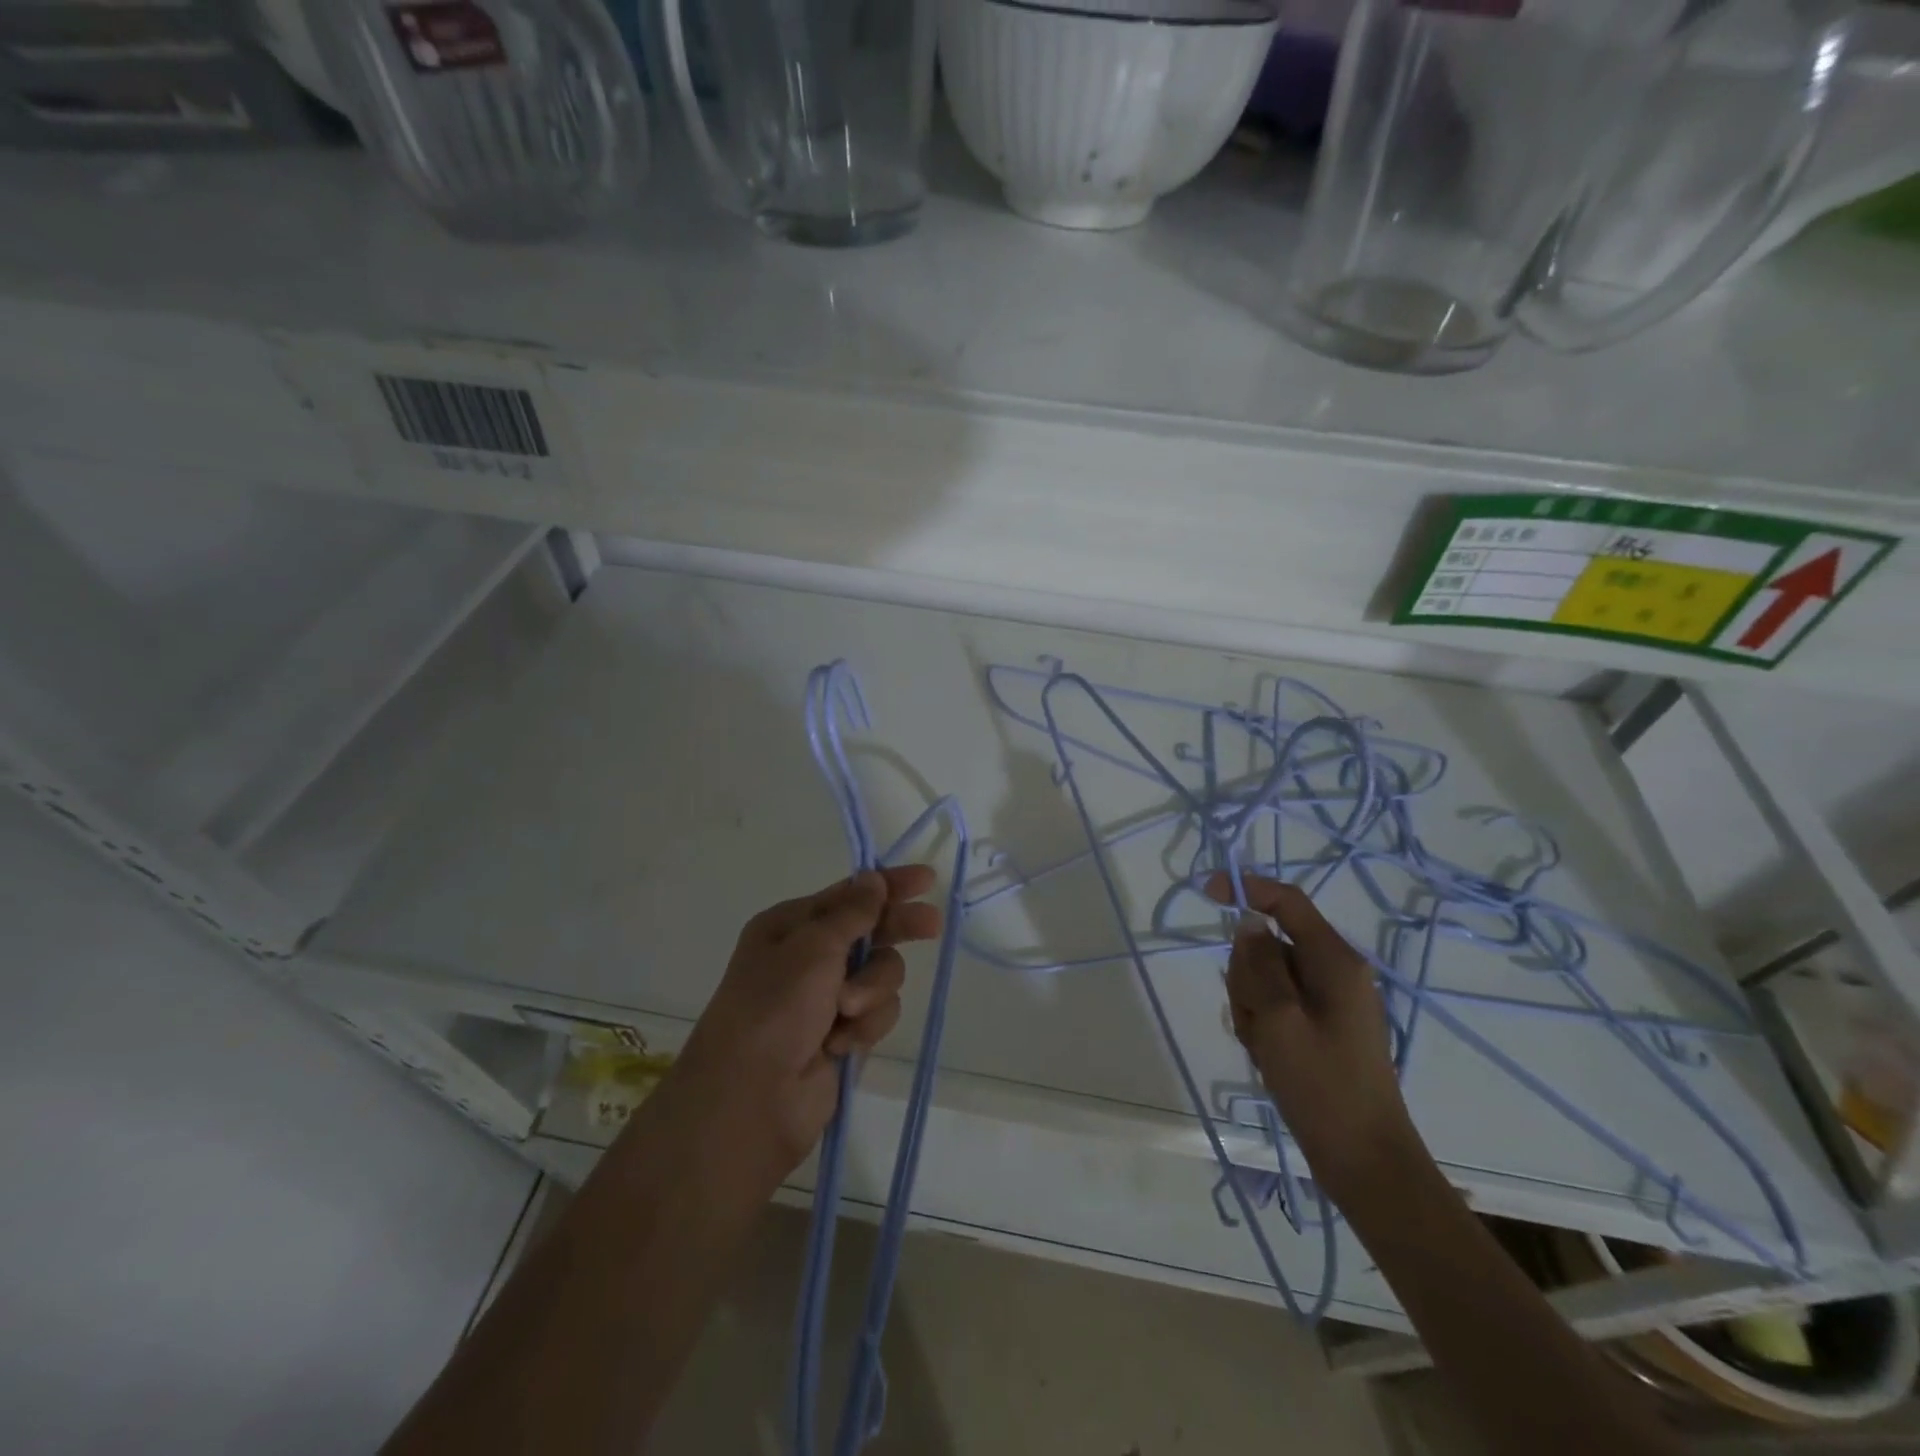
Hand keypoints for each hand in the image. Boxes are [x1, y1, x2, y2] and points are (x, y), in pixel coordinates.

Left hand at [666, 867, 941, 1185]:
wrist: (752, 1099)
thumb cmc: (775, 1007)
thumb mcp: (813, 948)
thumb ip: (853, 912)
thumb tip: (873, 878)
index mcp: (791, 926)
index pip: (850, 895)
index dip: (888, 885)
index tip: (926, 879)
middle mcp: (809, 958)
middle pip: (870, 932)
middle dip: (897, 929)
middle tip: (931, 926)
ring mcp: (826, 998)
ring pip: (881, 975)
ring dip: (871, 989)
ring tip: (846, 1010)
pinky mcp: (843, 1034)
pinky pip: (878, 1013)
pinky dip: (865, 1025)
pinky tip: (841, 1043)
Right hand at [1204, 871, 1420, 1203]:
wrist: (1365, 1161)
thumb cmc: (1322, 1086)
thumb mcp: (1279, 1020)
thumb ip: (1259, 964)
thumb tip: (1248, 921)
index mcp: (1335, 960)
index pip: (1286, 902)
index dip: (1246, 888)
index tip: (1206, 892)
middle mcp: (1335, 971)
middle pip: (1269, 943)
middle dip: (1246, 973)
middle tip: (1253, 1018)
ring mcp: (1328, 1000)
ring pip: (1266, 976)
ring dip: (1251, 1004)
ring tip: (1263, 1045)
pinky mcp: (1320, 1025)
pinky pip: (1275, 1004)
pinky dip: (1262, 1023)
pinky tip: (1269, 1056)